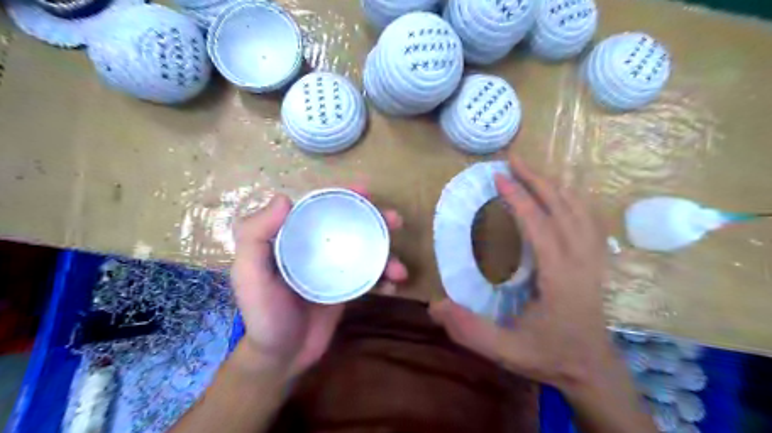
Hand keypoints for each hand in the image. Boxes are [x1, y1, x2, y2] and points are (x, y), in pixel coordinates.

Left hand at [232, 188, 405, 379]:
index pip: (320, 207)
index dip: (342, 195)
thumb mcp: (249, 275)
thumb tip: (284, 198)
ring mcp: (335, 267)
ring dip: (387, 252)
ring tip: (400, 268)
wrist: (283, 356)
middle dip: (375, 218)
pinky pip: (370, 276)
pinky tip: (393, 286)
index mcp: (293, 238)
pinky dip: (385, 277)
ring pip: (365, 248)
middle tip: (395, 220)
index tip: (365, 190)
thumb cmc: (264, 315)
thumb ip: (255, 236)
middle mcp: (316, 247)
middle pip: (349, 224)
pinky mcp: (348, 287)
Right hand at [432, 156, 612, 391]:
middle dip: (537, 180)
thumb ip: (471, 331)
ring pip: (580, 210)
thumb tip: (435, 306)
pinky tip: (560, 195)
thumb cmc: (550, 356)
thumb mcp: (506, 351)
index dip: (518, 199)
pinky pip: (589, 219)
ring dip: (555, 186)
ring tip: (532, 171)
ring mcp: (593, 259)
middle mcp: (581, 261)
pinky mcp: (596, 261)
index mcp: (560, 277)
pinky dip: (573, 199)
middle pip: (563, 208)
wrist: (593, 370)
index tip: (498, 178)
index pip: (539, 226)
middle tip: (513, 161)